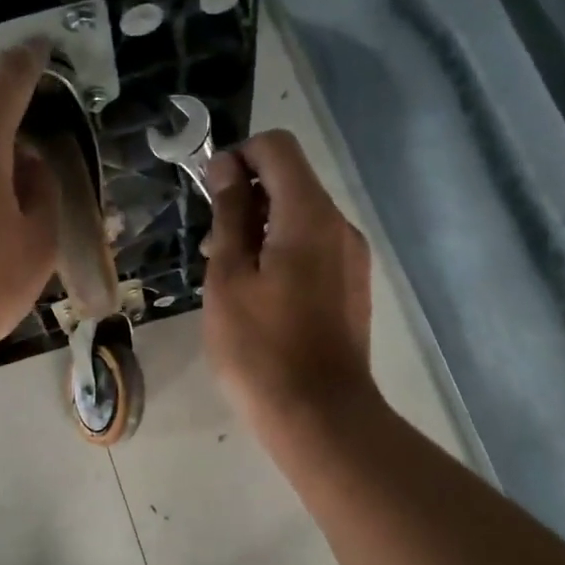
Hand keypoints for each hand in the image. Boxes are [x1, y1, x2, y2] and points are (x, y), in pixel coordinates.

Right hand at [202, 130, 377, 439]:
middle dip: (248, 197)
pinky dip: (284, 252)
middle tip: (213, 247)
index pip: (277, 148)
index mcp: (309, 215)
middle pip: (292, 181)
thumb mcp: (229, 277)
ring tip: (232, 277)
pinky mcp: (353, 286)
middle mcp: (340, 225)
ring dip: (263, 228)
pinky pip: (315, 248)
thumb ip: (230, 214)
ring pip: (302, 218)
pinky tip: (262, 297)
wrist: (320, 415)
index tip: (211, 193)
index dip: (238, 156)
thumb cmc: (260, 348)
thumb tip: (228, 165)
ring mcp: (352, 257)